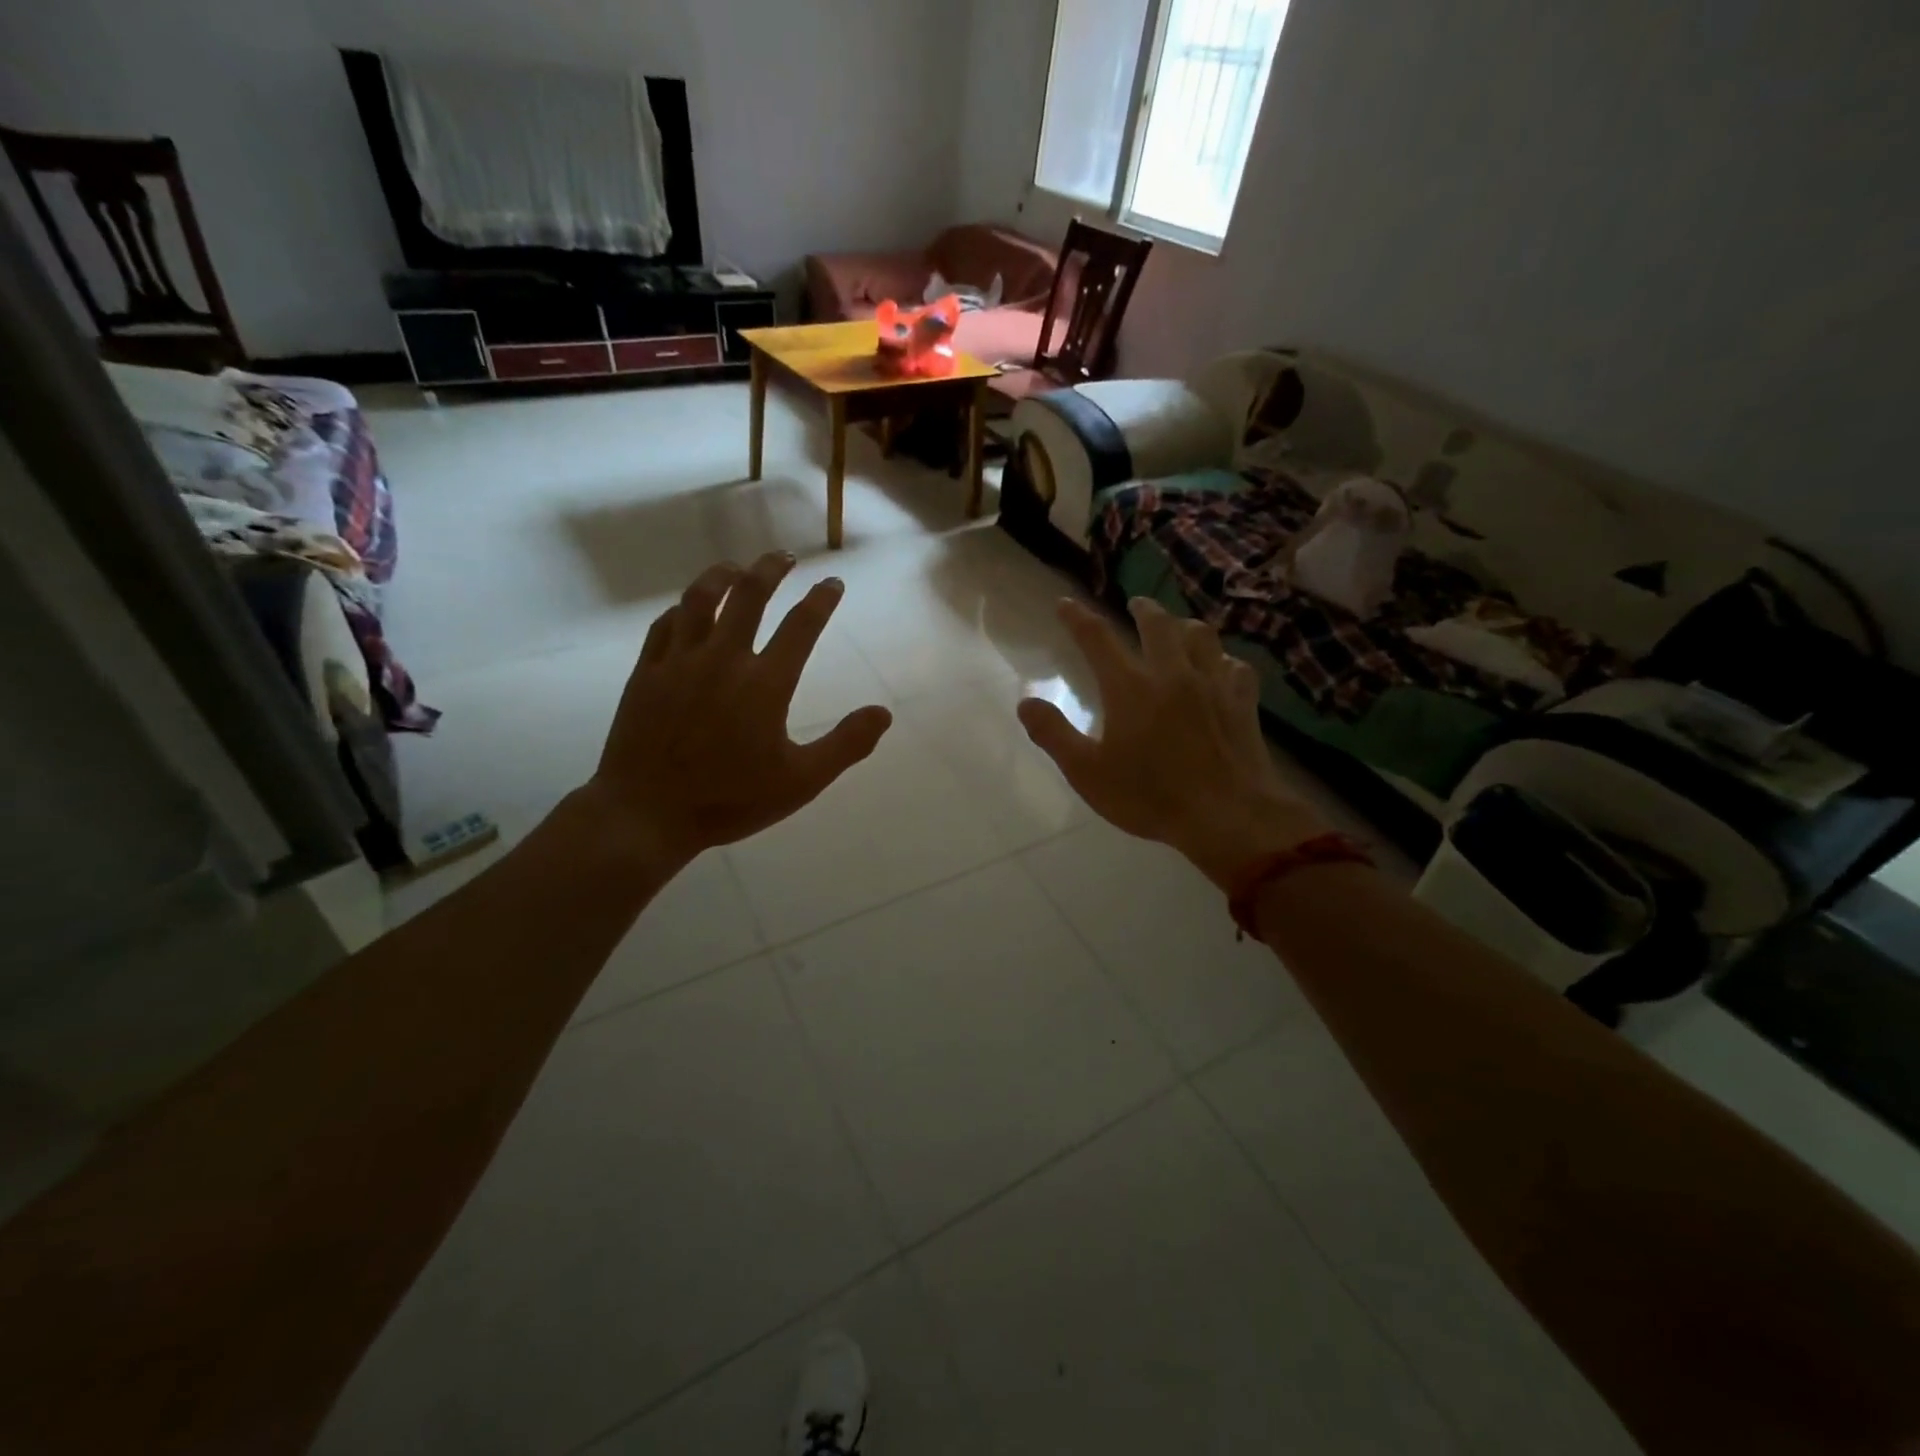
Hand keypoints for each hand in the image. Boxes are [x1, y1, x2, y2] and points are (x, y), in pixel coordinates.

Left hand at [585, 553, 892, 864]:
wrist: (646, 814)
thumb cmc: (730, 800)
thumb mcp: (801, 782)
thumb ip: (846, 744)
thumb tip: (884, 713)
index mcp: (765, 684)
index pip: (801, 626)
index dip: (821, 599)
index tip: (833, 583)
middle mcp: (723, 659)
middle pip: (749, 595)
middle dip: (771, 569)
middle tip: (784, 557)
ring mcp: (679, 662)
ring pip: (701, 599)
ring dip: (723, 575)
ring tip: (738, 567)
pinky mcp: (645, 673)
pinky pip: (665, 625)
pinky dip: (683, 609)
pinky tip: (689, 608)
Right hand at [1018, 597, 1325, 890]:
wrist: (1227, 816)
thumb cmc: (1149, 796)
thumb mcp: (1087, 773)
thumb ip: (1053, 734)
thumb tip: (1025, 703)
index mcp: (1130, 688)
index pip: (1097, 639)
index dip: (1077, 618)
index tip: (1065, 604)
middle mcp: (1172, 674)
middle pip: (1158, 624)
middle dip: (1143, 610)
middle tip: (1135, 605)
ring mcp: (1212, 685)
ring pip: (1202, 636)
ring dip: (1185, 626)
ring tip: (1178, 628)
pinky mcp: (1242, 702)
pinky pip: (1235, 667)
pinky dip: (1223, 660)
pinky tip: (1221, 668)